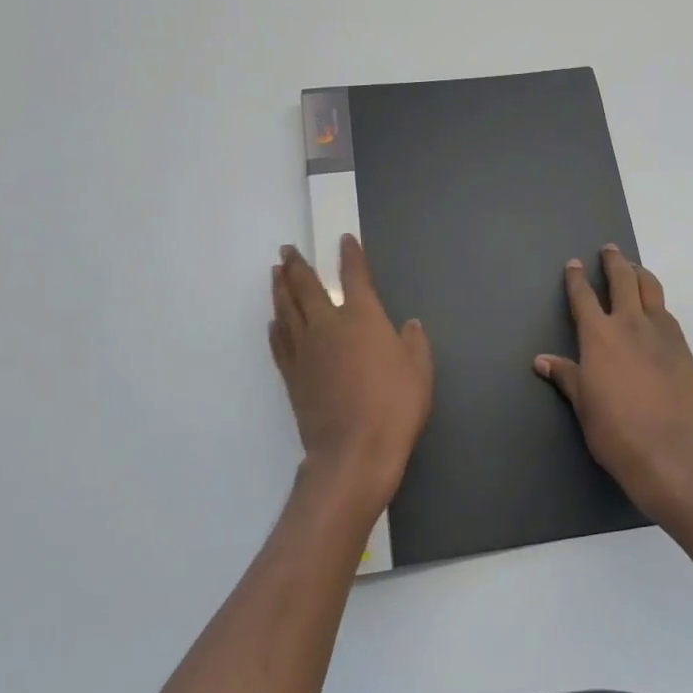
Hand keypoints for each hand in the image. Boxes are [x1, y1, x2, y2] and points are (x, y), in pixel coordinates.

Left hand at [269, 236, 432, 515]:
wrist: (353, 451)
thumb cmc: (394, 405)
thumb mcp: (419, 370)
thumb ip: (413, 342)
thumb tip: (409, 325)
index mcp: (361, 317)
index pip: (354, 276)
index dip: (350, 256)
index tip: (344, 241)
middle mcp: (327, 325)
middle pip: (306, 287)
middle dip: (297, 265)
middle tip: (287, 249)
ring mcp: (305, 350)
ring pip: (287, 310)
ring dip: (280, 288)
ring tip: (275, 273)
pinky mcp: (292, 376)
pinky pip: (279, 343)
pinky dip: (275, 328)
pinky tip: (273, 322)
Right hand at [536, 246, 692, 517]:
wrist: (669, 451)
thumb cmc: (614, 429)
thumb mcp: (583, 403)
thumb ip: (566, 375)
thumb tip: (542, 360)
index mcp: (599, 335)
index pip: (584, 297)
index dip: (576, 278)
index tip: (574, 264)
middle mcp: (630, 324)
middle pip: (623, 280)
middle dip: (614, 262)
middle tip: (610, 250)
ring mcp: (662, 334)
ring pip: (651, 290)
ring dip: (641, 275)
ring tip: (636, 269)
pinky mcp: (683, 349)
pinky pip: (668, 316)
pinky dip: (657, 305)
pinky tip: (656, 312)